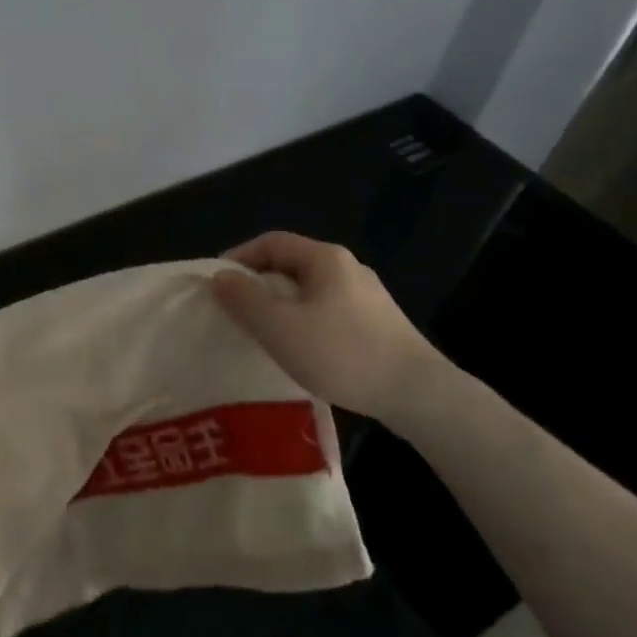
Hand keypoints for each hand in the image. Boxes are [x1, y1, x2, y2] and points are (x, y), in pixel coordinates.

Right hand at [210, 231, 445, 419]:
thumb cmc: (342, 353)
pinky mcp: (378, 325)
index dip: (239, 257)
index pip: (271, 242)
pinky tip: (300, 350)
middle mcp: (348, 268)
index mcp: (325, 258)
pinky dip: (303, 322)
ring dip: (280, 305)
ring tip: (262, 332)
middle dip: (258, 283)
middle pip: (291, 264)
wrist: (419, 394)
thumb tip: (219, 277)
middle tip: (234, 310)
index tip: (217, 284)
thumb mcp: (280, 327)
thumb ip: (244, 299)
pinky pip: (327, 311)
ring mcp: (367, 297)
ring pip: (310, 290)